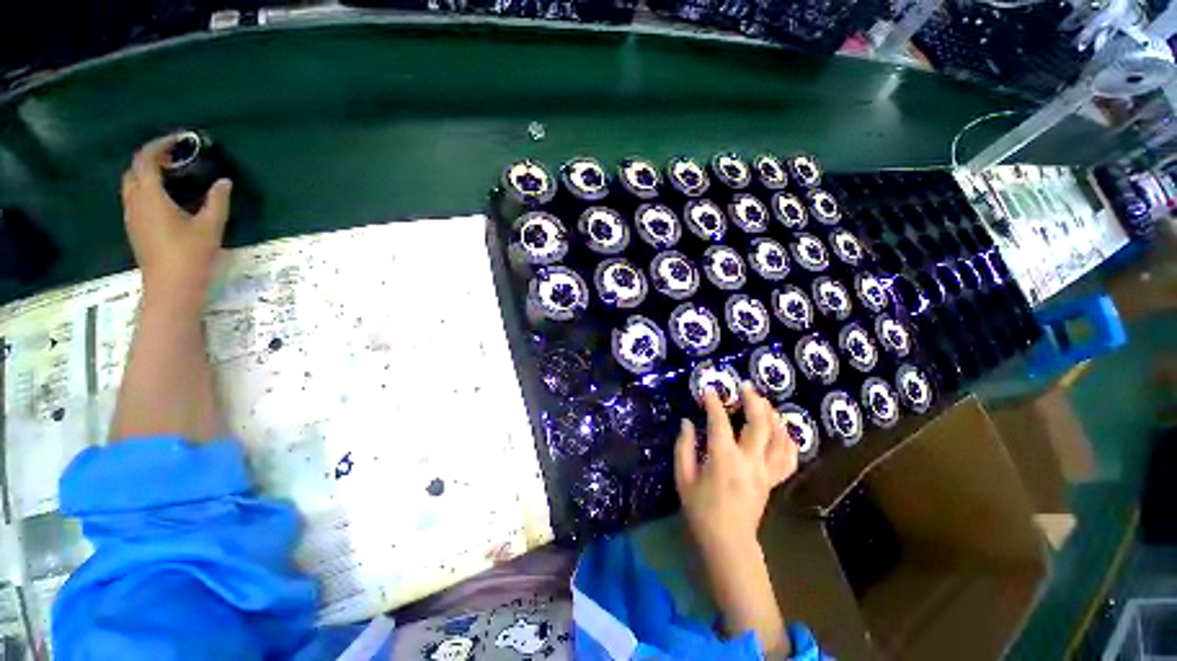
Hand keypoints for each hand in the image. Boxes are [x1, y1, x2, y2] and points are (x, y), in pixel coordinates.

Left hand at [121, 134, 231, 308]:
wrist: (171, 289)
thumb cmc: (190, 256)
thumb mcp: (210, 227)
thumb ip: (217, 201)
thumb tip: (224, 182)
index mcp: (150, 196)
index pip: (146, 159)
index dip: (160, 145)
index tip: (180, 140)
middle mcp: (135, 201)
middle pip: (134, 169)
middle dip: (152, 157)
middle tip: (176, 156)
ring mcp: (132, 216)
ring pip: (132, 183)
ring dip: (148, 172)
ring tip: (172, 174)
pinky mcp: (135, 228)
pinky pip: (135, 197)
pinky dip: (147, 188)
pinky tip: (166, 196)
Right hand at [674, 384, 796, 652]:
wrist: (728, 542)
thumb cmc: (701, 510)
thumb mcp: (683, 479)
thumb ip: (683, 447)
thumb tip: (687, 422)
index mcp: (723, 459)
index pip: (719, 422)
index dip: (714, 402)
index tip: (708, 389)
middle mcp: (749, 461)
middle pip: (759, 424)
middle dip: (753, 401)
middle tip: (745, 386)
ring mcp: (765, 471)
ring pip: (779, 438)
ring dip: (773, 416)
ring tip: (764, 402)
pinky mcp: (773, 480)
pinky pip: (789, 458)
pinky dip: (788, 440)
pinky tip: (782, 429)